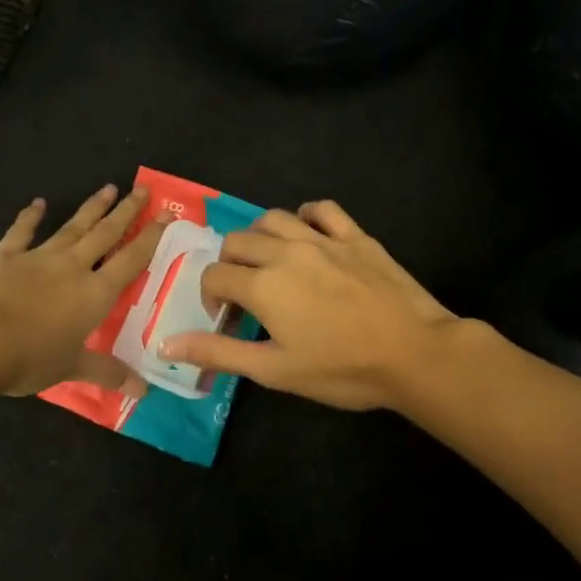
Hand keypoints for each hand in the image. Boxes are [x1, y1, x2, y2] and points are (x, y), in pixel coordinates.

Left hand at [0, 185, 167, 396]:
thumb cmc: (31, 357)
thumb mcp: (72, 368)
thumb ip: (107, 373)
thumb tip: (142, 391)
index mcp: (95, 294)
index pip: (130, 261)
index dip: (150, 238)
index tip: (165, 216)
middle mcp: (72, 268)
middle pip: (105, 234)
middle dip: (125, 212)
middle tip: (141, 190)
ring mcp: (38, 257)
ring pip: (72, 227)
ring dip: (91, 208)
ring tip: (108, 188)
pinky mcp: (5, 255)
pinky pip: (22, 231)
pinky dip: (30, 216)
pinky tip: (38, 203)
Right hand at [161, 200, 456, 410]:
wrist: (415, 353)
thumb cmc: (342, 369)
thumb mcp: (274, 370)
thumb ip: (219, 353)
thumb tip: (166, 343)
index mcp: (262, 284)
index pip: (215, 275)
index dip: (210, 296)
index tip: (225, 318)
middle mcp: (286, 251)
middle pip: (237, 241)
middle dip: (229, 265)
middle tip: (244, 295)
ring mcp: (324, 239)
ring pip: (274, 219)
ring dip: (260, 238)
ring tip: (269, 263)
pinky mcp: (356, 236)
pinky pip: (322, 210)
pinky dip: (306, 216)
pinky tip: (307, 235)